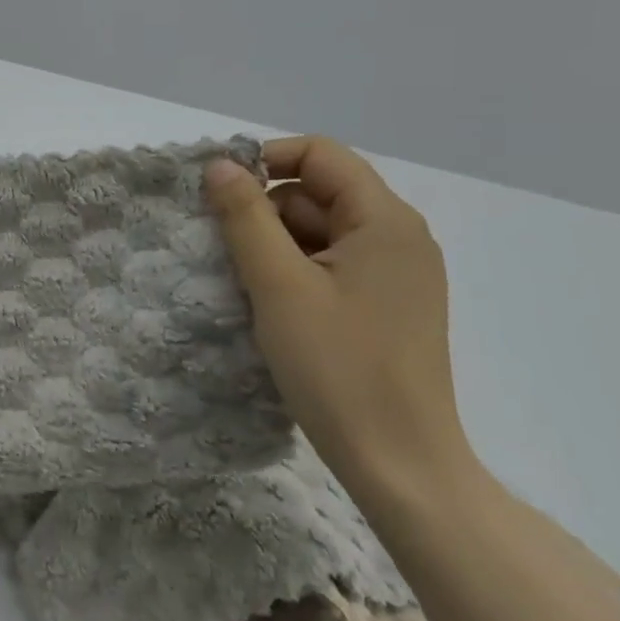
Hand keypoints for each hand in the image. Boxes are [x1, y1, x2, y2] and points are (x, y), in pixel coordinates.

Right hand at [204, 137, 468, 494]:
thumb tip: (219, 164)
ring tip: (252, 288)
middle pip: (318, 191)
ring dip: (277, 245)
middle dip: (267, 212)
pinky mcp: (387, 304)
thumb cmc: (337, 368)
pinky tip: (275, 306)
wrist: (400, 466)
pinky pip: (331, 263)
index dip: (266, 161)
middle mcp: (400, 237)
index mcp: (385, 220)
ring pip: (320, 229)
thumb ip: (244, 215)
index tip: (222, 196)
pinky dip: (296, 271)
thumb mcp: (277, 284)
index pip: (319, 154)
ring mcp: (397, 273)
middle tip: (232, 254)